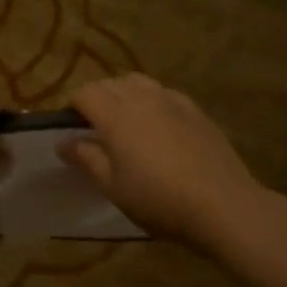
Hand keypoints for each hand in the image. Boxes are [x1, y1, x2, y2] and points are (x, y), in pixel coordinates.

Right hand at [61, 75, 265, 245]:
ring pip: (138, 82)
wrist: (223, 205)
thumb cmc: (159, 200)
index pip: (85, 93)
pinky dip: (151, 100)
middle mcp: (142, 99)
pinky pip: (164, 93)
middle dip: (96, 97)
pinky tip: (157, 124)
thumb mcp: (113, 187)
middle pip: (110, 83)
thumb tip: (63, 142)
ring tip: (125, 121)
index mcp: (116, 116)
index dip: (72, 106)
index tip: (70, 127)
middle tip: (94, 128)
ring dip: (123, 94)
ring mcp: (172, 101)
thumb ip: (87, 159)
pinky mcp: (195, 110)